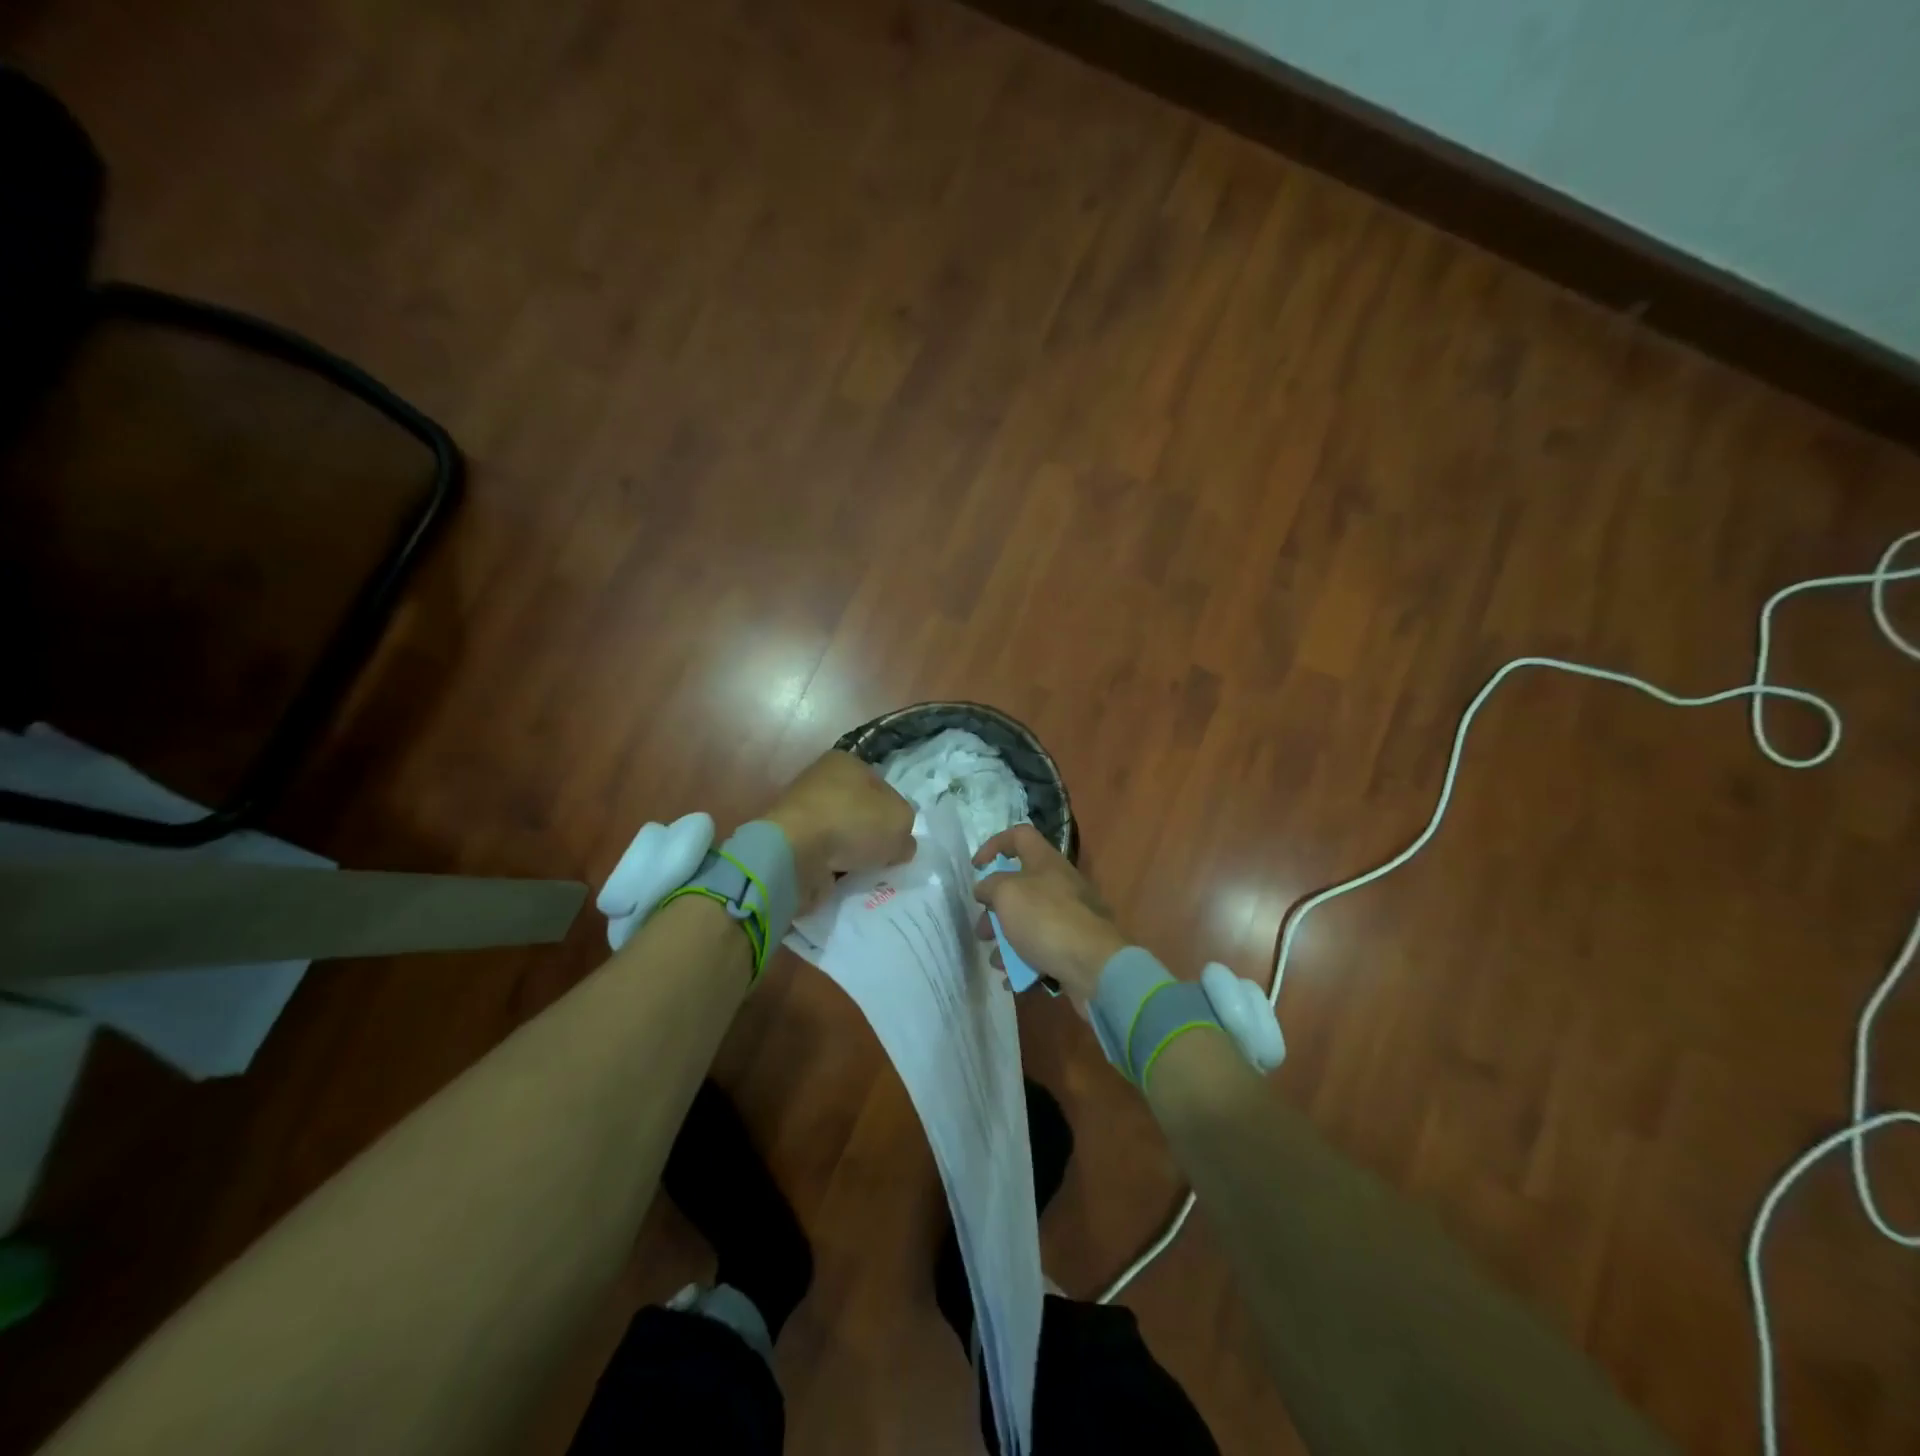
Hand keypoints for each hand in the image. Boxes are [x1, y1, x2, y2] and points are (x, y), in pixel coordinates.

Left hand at [763, 751, 915, 910]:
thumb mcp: (901, 820)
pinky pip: (822, 855)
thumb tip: (899, 843)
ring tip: (862, 870)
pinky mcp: (790, 841)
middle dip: (872, 835)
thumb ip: (906, 829)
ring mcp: (802, 811)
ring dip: (851, 853)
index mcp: (846, 762)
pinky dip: (832, 867)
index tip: (899, 836)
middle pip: (859, 811)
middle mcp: (820, 780)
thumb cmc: (853, 822)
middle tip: (885, 856)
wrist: (795, 853)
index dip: (894, 812)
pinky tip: (842, 878)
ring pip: (840, 834)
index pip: (881, 785)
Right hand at [972, 825, 1127, 1004]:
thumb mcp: (1007, 894)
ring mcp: (1069, 915)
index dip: (995, 844)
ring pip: (1028, 921)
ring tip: (995, 961)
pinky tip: (1011, 979)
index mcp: (1045, 861)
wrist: (1093, 964)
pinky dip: (1024, 961)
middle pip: (1020, 885)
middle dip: (995, 908)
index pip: (1019, 835)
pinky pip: (1041, 948)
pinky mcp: (1073, 945)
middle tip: (982, 929)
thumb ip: (990, 886)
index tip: (976, 868)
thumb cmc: (1045, 918)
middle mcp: (1059, 883)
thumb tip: (985, 888)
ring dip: (1006, 939)